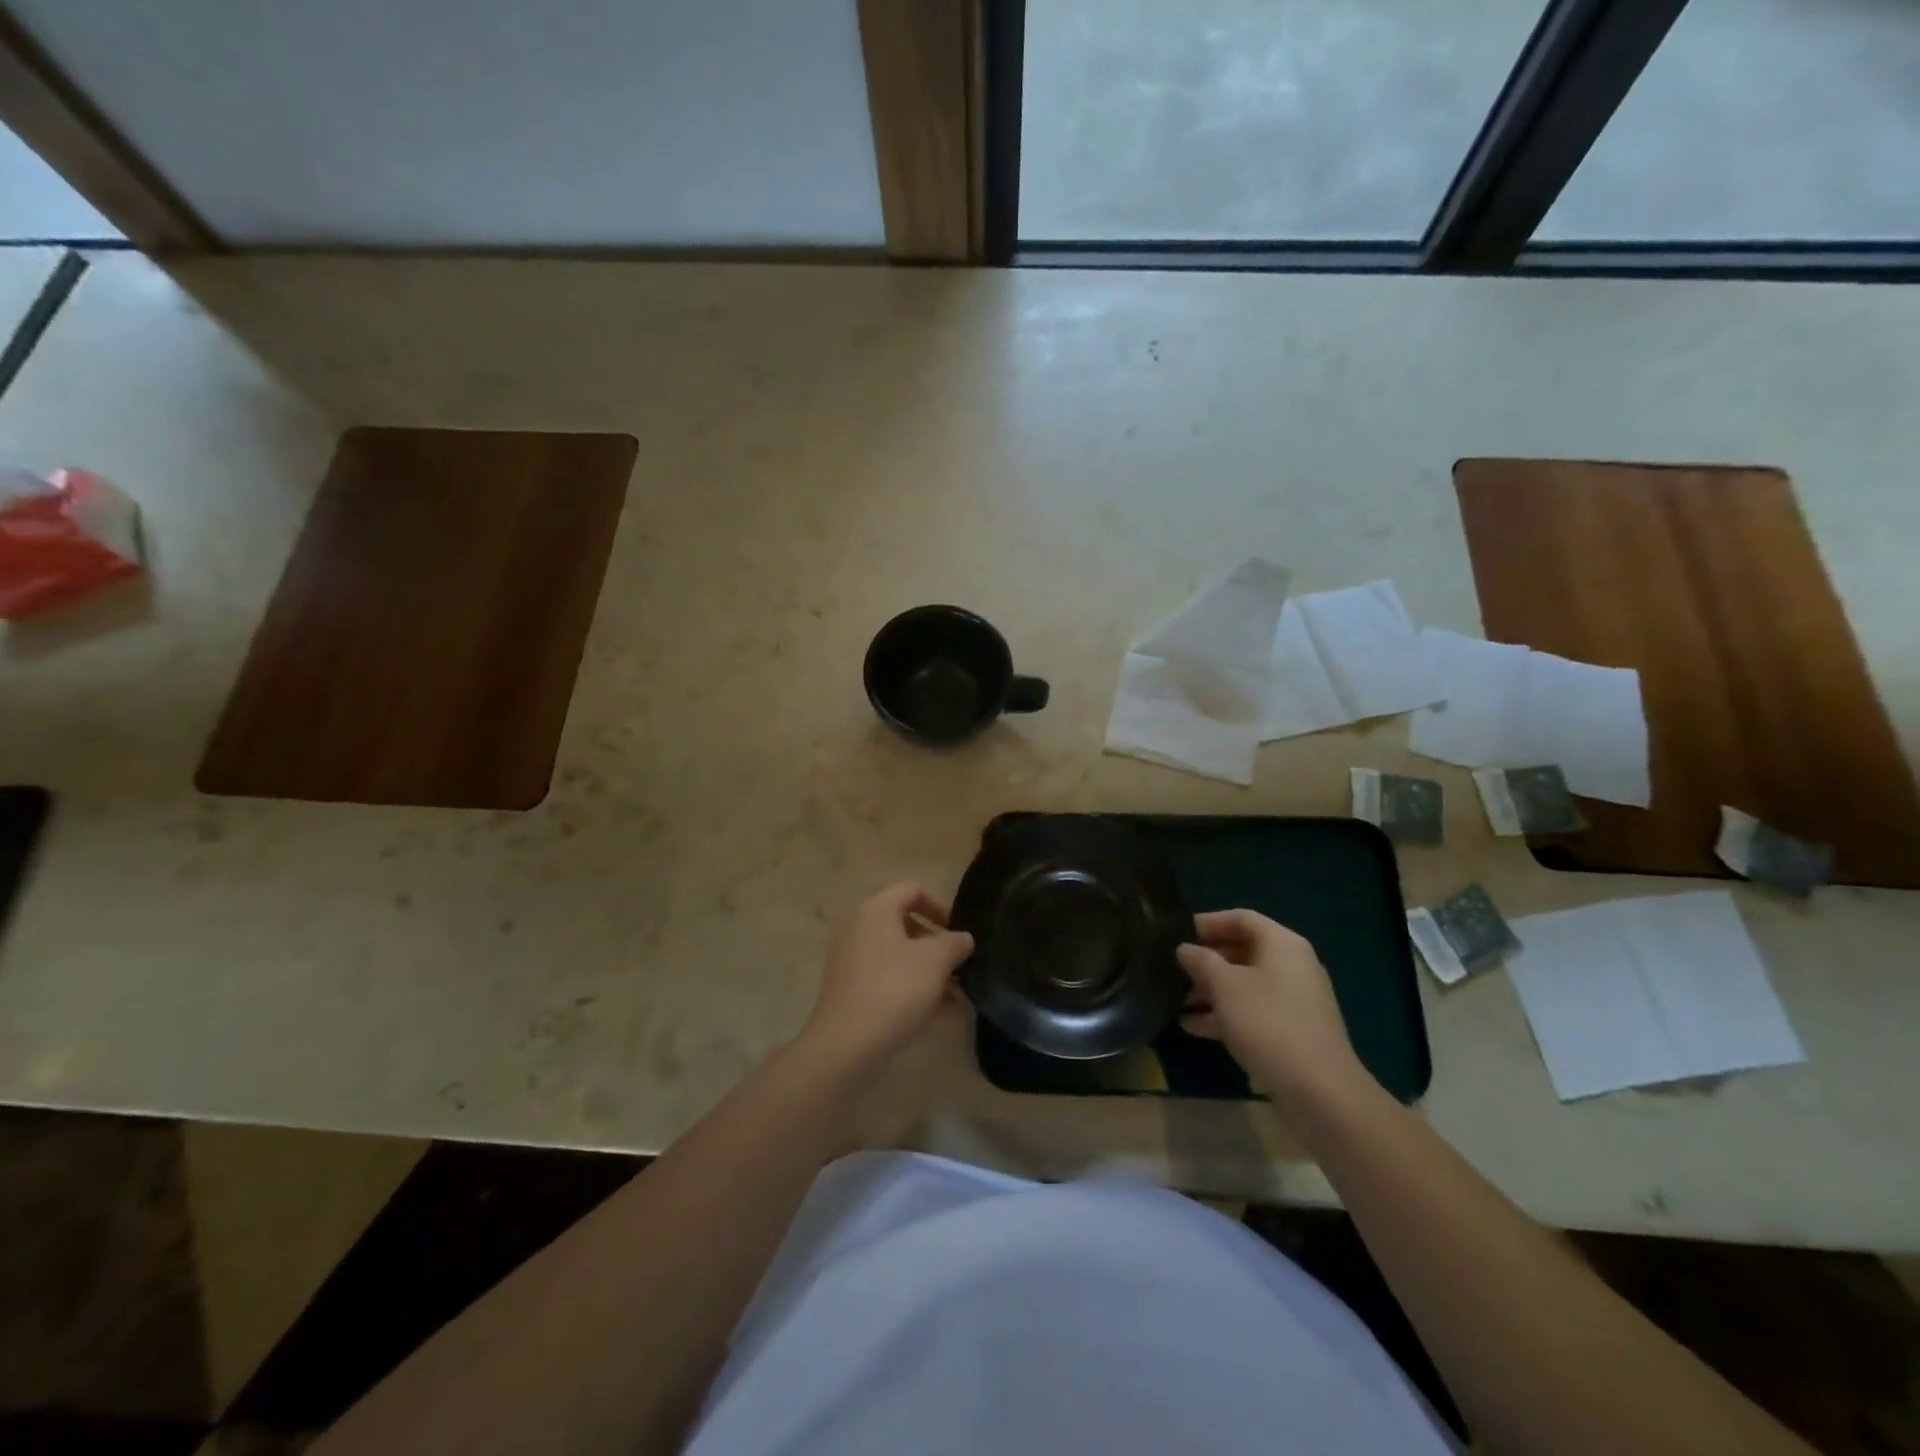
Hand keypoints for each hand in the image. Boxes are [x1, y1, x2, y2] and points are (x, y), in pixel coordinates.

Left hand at [797, 882, 974, 1074]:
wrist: (847, 1047)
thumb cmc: (894, 990)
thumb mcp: (936, 961)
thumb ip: (955, 943)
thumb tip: (963, 938)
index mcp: (876, 912)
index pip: (912, 890)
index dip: (940, 905)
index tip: (958, 930)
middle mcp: (859, 930)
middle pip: (905, 925)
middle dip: (938, 944)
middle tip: (961, 964)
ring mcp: (852, 963)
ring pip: (899, 957)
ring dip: (930, 971)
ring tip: (960, 994)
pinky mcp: (852, 993)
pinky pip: (889, 981)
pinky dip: (914, 989)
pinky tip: (943, 1012)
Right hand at [1177, 909, 1370, 1111]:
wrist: (1319, 1090)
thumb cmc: (1268, 1023)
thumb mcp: (1225, 986)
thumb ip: (1201, 961)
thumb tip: (1185, 949)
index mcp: (1282, 944)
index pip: (1242, 918)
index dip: (1209, 922)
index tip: (1179, 933)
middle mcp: (1293, 965)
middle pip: (1243, 951)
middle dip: (1207, 960)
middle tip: (1175, 970)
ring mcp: (1295, 999)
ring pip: (1246, 983)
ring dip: (1212, 990)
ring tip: (1177, 1001)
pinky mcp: (1293, 1030)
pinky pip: (1254, 1010)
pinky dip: (1226, 1013)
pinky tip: (1194, 1027)